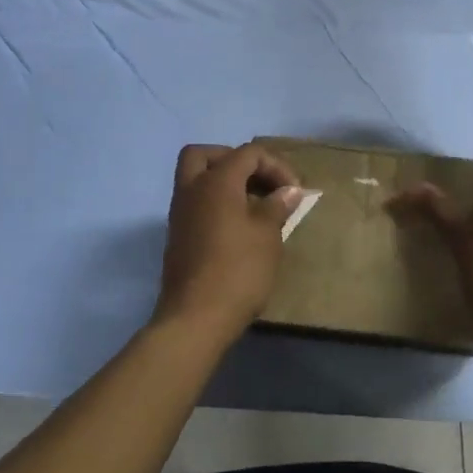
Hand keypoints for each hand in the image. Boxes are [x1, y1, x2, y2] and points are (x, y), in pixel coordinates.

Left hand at [153, 143, 303, 348]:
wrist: (195, 318)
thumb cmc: (238, 270)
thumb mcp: (267, 235)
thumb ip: (277, 206)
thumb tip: (289, 191)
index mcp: (216, 181)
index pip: (248, 153)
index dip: (276, 166)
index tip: (295, 192)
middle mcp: (192, 189)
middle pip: (206, 154)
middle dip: (235, 160)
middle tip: (259, 181)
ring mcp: (180, 213)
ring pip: (196, 178)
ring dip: (223, 182)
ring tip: (254, 205)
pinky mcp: (177, 236)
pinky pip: (195, 203)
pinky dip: (215, 203)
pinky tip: (237, 226)